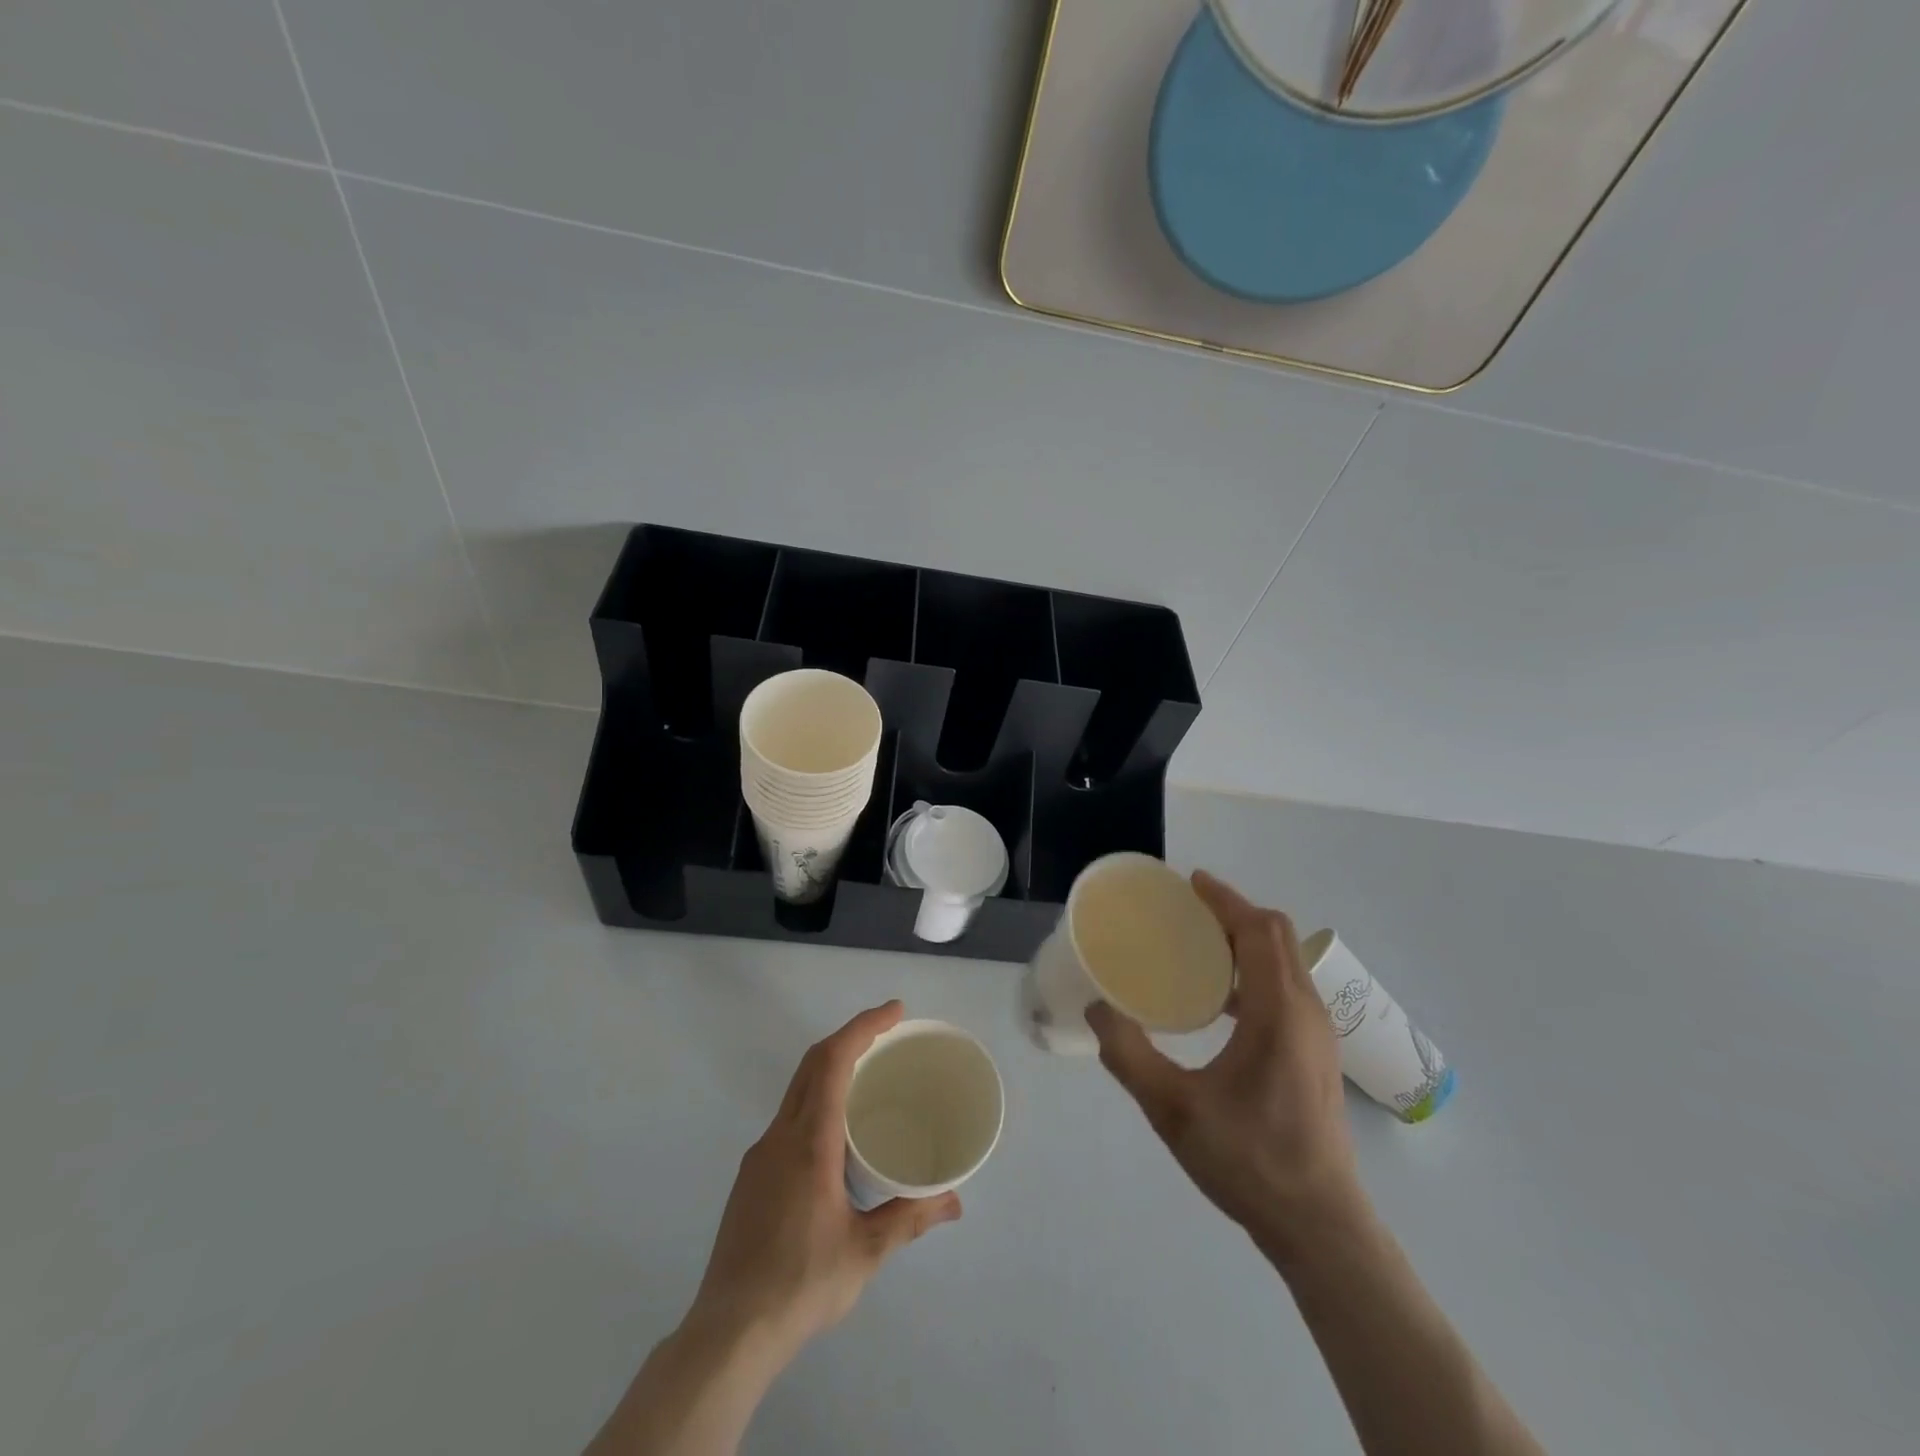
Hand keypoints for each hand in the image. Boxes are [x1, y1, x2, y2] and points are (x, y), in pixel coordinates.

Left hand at [690, 1001, 961, 1364]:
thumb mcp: (865, 1252)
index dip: (863, 1027)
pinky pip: (788, 1119)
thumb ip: (909, 1218)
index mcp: (809, 1143)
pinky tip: (836, 1135)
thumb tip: (954, 1201)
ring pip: (797, 1091)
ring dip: (832, 1069)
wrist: (728, 1334)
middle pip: (812, 1064)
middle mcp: (779, 1136)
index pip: (832, 1061)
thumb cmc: (801, 1285)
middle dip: (850, 1037)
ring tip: (869, 1079)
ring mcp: (760, 1156)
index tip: (894, 1012)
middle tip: (889, 1033)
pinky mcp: (751, 1177)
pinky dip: (817, 1101)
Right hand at [1086, 871, 1365, 1257]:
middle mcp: (1306, 1012)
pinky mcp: (1315, 1055)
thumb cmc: (1249, 1161)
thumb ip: (1128, 1054)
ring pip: (1284, 962)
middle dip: (1233, 913)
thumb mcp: (1173, 1108)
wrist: (1319, 1226)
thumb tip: (1097, 1007)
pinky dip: (1253, 972)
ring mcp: (1317, 1035)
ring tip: (1197, 949)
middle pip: (1276, 937)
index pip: (1258, 931)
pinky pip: (1285, 989)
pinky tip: (1217, 1003)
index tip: (1190, 883)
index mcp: (1279, 1012)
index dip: (1225, 900)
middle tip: (1186, 912)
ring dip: (1245, 942)